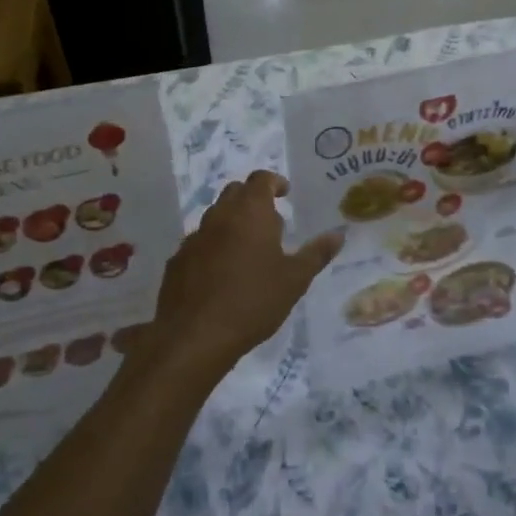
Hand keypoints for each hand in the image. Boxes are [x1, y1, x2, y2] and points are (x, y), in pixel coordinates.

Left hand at [136, 171, 341, 386]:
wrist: (195, 335)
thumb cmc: (253, 301)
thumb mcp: (294, 280)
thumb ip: (316, 254)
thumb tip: (338, 234)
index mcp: (250, 212)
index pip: (260, 179)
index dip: (274, 182)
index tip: (285, 193)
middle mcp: (219, 216)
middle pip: (235, 192)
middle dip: (252, 199)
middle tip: (270, 222)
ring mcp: (194, 237)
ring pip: (215, 217)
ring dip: (232, 223)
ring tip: (248, 249)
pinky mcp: (177, 260)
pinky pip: (199, 243)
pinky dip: (213, 247)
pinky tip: (221, 273)